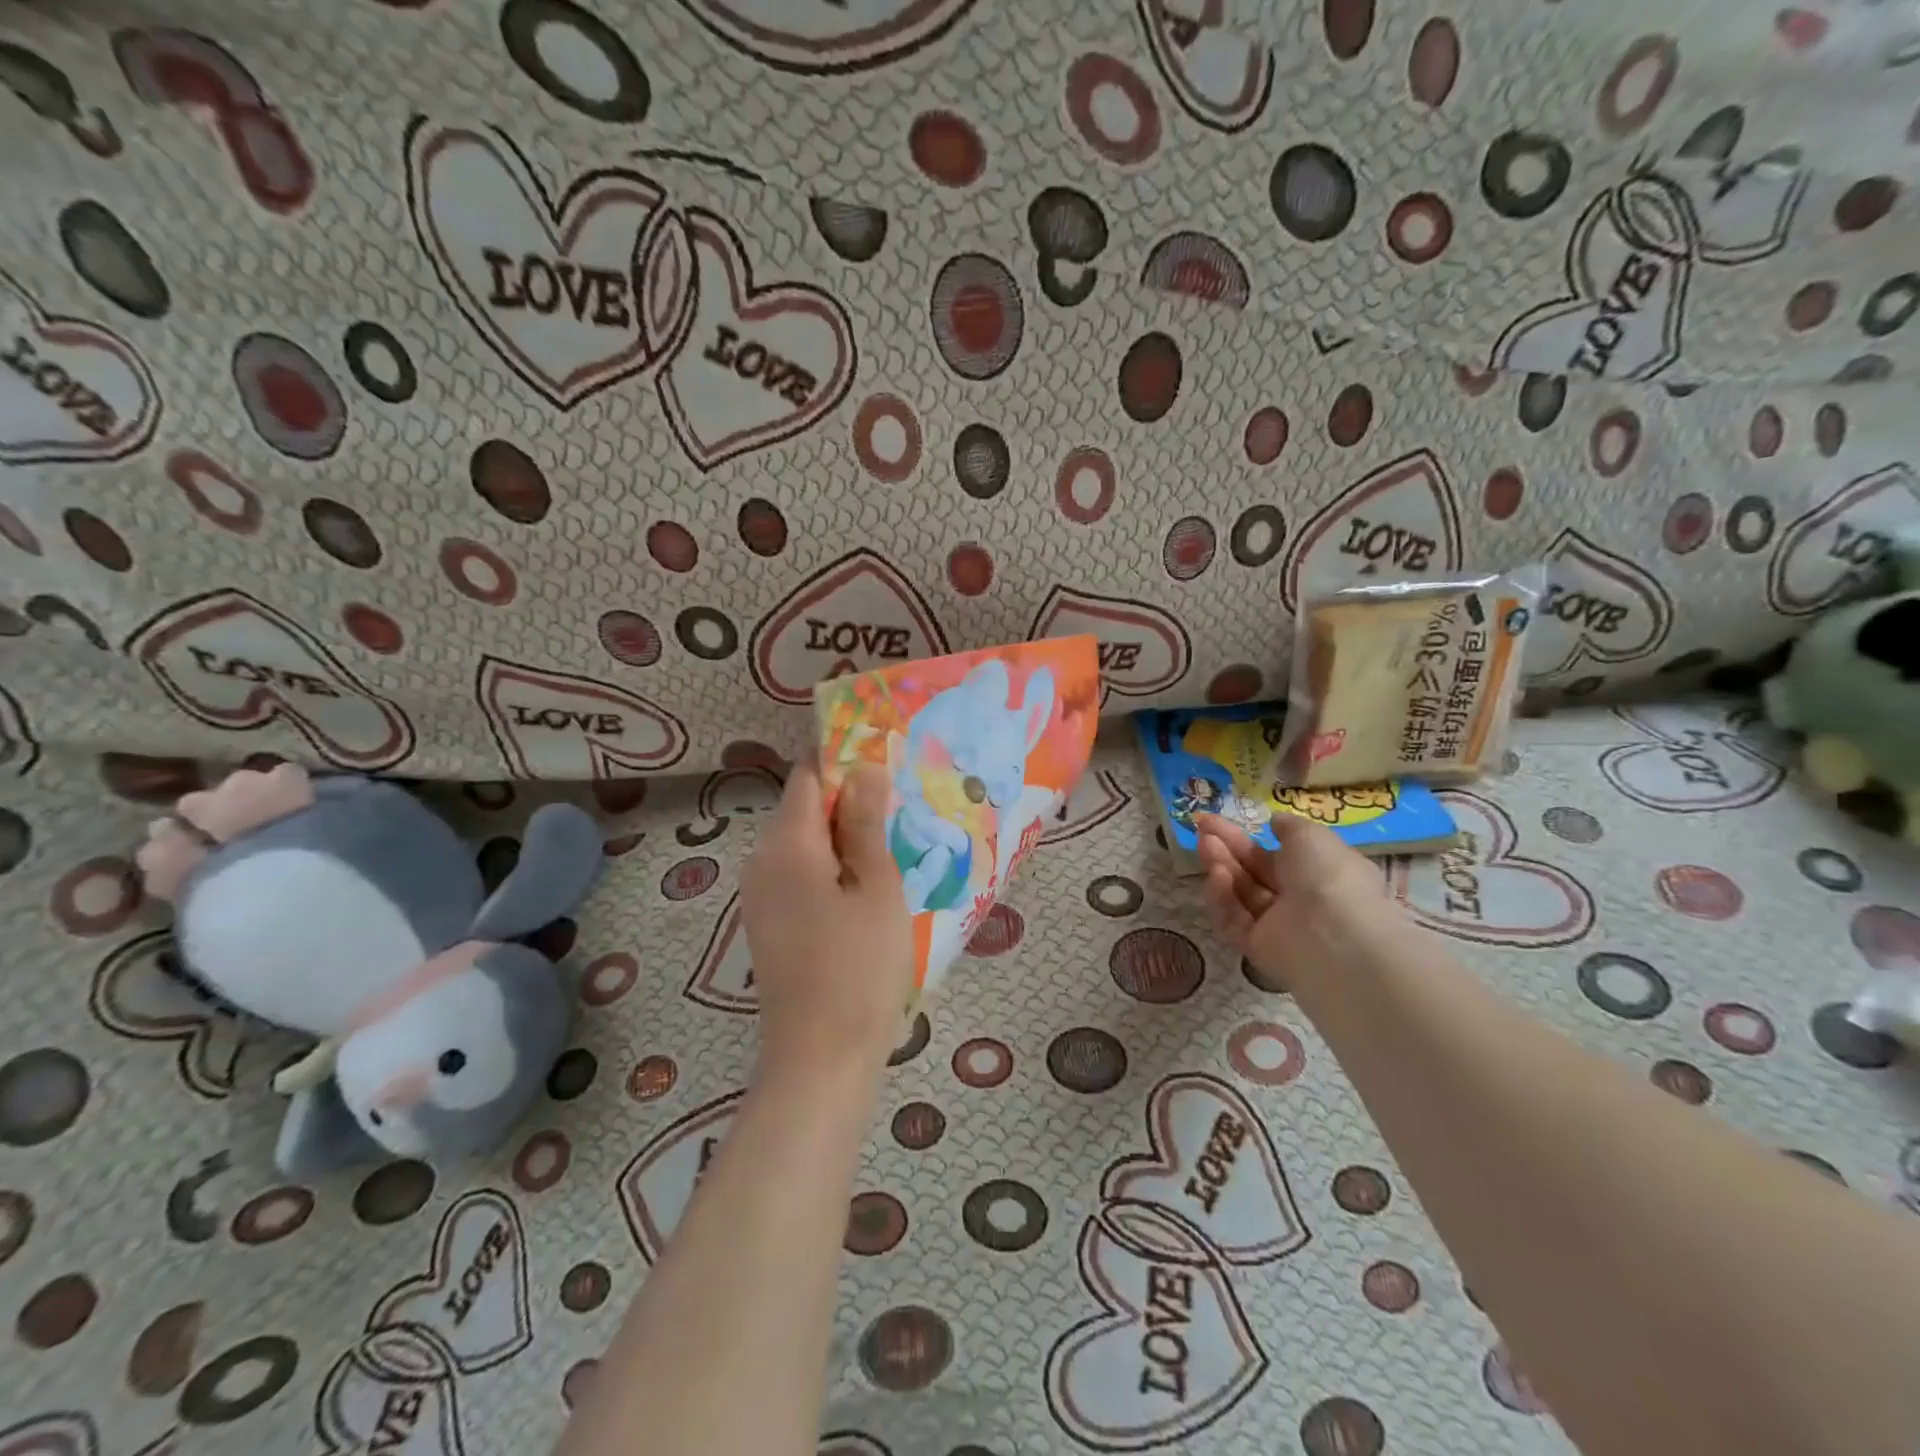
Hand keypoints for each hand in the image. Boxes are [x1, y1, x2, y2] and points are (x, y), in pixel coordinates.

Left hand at [741, 763, 913, 1078]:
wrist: (821, 1058)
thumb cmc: (859, 967)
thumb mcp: (877, 887)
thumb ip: (866, 823)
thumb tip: (863, 768)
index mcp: (786, 844)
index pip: (808, 775)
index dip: (845, 764)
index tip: (887, 770)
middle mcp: (761, 861)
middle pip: (804, 809)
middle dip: (849, 805)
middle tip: (901, 818)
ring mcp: (760, 895)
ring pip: (803, 844)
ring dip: (843, 841)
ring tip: (892, 855)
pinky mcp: (768, 923)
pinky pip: (799, 875)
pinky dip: (830, 871)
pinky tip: (866, 892)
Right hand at [1194, 811, 1395, 995]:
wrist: (1334, 938)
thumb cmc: (1329, 877)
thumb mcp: (1311, 836)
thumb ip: (1289, 827)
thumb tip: (1275, 823)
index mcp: (1320, 872)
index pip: (1278, 855)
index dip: (1250, 836)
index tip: (1218, 820)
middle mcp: (1299, 899)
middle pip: (1254, 872)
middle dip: (1228, 848)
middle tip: (1202, 827)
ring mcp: (1278, 926)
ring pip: (1241, 893)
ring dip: (1221, 866)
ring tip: (1205, 844)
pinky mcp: (1257, 948)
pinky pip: (1233, 920)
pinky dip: (1223, 897)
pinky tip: (1216, 876)